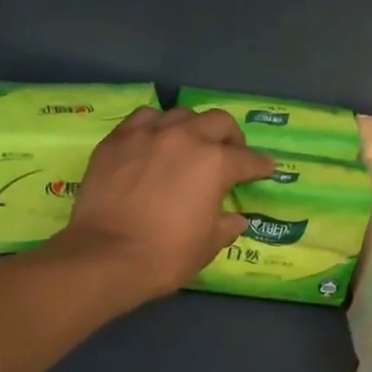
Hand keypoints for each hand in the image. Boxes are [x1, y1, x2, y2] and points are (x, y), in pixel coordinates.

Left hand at [50, 107, 274, 304]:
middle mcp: (186, 138)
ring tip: (190, 144)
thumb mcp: (207, 246)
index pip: (248, 159)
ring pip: (181, 115)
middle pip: (219, 122)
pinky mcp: (118, 139)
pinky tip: (154, 142)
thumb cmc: (165, 255)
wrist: (105, 256)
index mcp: (216, 163)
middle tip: (230, 153)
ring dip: (193, 128)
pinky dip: (156, 127)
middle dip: (231, 137)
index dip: (261, 165)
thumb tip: (235, 219)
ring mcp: (149, 134)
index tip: (265, 169)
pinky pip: (144, 119)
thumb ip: (226, 226)